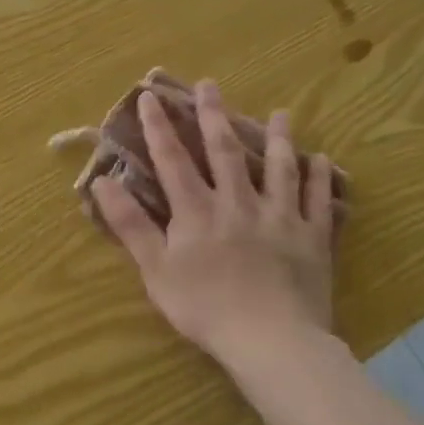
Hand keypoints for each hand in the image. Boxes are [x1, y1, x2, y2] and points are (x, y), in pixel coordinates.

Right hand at [92, 83, 340, 369]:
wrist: (271, 340)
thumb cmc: (205, 307)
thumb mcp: (155, 269)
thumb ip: (130, 223)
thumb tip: (102, 181)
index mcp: (196, 210)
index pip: (172, 159)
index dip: (159, 126)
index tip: (151, 96)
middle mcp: (237, 202)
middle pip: (224, 151)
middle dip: (214, 115)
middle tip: (210, 84)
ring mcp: (279, 217)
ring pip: (277, 168)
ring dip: (278, 138)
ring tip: (281, 113)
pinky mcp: (311, 238)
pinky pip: (318, 201)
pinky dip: (319, 179)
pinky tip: (321, 159)